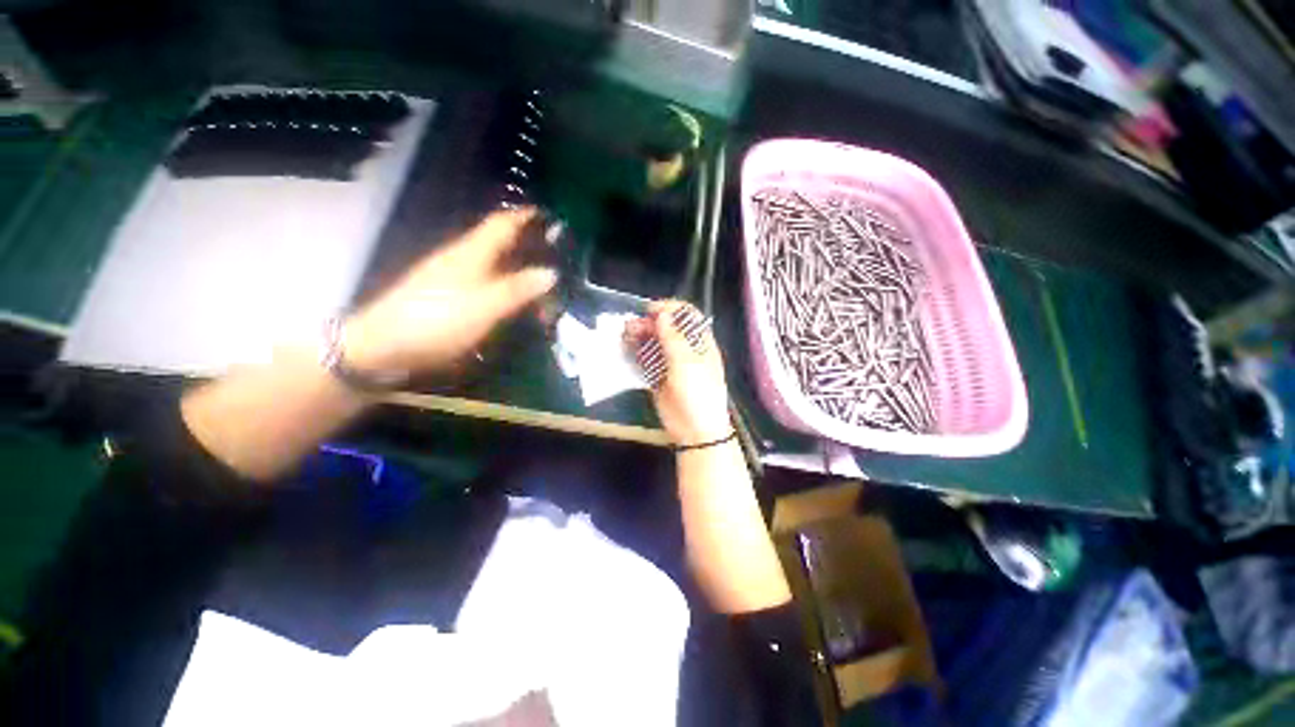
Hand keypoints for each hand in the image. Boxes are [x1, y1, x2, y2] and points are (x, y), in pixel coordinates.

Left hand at [345, 209, 556, 374]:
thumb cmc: (437, 320)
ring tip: (539, 272)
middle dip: (524, 240)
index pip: (501, 224)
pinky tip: (510, 294)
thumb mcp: (485, 306)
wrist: (383, 346)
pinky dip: (502, 281)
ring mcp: (450, 277)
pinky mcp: (445, 295)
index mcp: (471, 253)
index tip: (548, 213)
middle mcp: (461, 258)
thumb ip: (518, 289)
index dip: (524, 216)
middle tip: (554, 249)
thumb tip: (552, 272)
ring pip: (489, 261)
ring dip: (514, 262)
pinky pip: (482, 279)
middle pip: (496, 241)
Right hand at [626, 301, 731, 445]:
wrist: (695, 430)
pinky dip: (635, 353)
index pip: (687, 316)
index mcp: (700, 343)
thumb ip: (673, 338)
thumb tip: (663, 314)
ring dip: (640, 336)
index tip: (651, 309)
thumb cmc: (698, 393)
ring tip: (625, 335)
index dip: (670, 309)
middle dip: (649, 323)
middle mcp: (685, 350)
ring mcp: (670, 364)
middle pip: (666, 328)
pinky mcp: (657, 377)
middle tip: (631, 325)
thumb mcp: (687, 363)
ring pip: (653, 343)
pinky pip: (645, 360)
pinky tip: (625, 349)